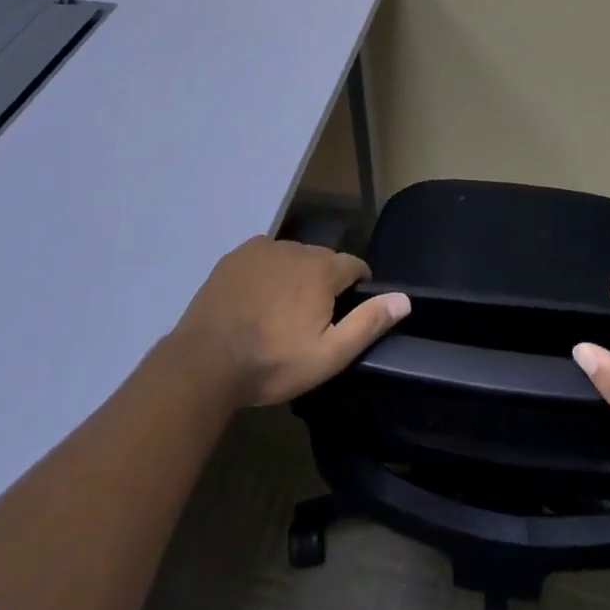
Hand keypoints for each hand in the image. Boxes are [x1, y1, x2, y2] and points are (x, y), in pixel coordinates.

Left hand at [169, 236, 411, 407]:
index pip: (355, 266)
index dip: (358, 287)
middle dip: (325, 282)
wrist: (205, 361)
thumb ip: (368, 323)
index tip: (348, 312)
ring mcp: (261, 249)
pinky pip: (264, 258)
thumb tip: (404, 299)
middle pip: (323, 260)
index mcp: (322, 269)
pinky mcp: (234, 257)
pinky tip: (256, 299)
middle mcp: (295, 248)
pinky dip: (267, 272)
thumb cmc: (273, 362)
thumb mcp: (328, 355)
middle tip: (312, 319)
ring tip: (282, 311)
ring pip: (292, 257)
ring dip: (296, 276)